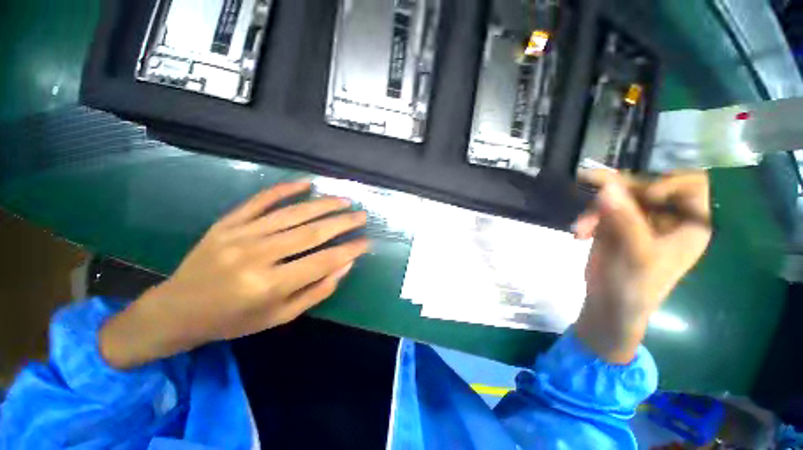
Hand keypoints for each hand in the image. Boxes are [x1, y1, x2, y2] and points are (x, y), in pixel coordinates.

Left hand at [100, 181, 370, 369]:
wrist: (178, 310)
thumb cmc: (234, 319)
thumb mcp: (280, 316)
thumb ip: (317, 291)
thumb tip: (345, 265)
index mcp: (269, 286)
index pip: (322, 262)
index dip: (349, 250)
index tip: (367, 242)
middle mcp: (256, 256)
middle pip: (311, 233)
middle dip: (343, 223)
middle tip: (362, 215)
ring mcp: (240, 235)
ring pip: (292, 213)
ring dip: (323, 204)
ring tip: (345, 200)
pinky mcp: (227, 222)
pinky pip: (260, 200)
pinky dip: (284, 190)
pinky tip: (306, 184)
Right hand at [573, 170, 711, 362]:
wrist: (607, 304)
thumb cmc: (634, 286)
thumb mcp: (636, 254)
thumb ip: (625, 220)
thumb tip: (607, 187)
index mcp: (689, 223)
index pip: (691, 185)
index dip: (669, 182)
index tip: (645, 195)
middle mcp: (666, 216)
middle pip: (648, 185)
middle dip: (619, 190)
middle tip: (591, 189)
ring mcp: (638, 219)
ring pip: (619, 194)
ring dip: (596, 208)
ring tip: (580, 227)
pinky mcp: (615, 223)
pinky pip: (601, 207)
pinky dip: (587, 218)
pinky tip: (579, 233)